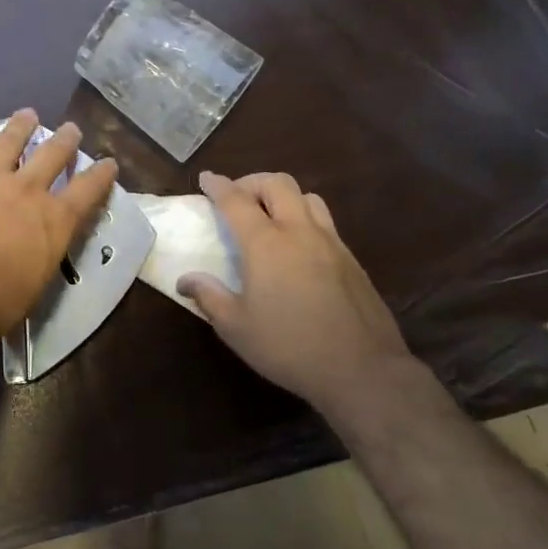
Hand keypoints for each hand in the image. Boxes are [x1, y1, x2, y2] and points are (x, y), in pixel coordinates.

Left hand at [0, 110, 117, 344]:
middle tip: (71, 128)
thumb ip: (39, 256)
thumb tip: (34, 250)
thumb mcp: (35, 285)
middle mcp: (25, 191)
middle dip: (64, 140)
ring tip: (27, 114)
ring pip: (8, 142)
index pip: (88, 190)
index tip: (109, 162)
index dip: (101, 175)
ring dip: (20, 127)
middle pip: (51, 155)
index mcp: (54, 220)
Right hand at [177, 171, 423, 412]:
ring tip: (270, 215)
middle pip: (277, 184)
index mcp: (266, 244)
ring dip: (283, 196)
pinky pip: (325, 222)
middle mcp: (299, 232)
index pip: (236, 201)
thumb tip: (185, 280)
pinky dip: (304, 218)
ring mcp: (331, 243)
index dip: (218, 186)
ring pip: (307, 197)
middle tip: (237, 197)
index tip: (206, 178)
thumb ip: (209, 297)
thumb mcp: (236, 328)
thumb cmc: (288, 347)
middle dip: (252, 182)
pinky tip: (298, 246)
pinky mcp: (351, 260)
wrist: (362, 369)